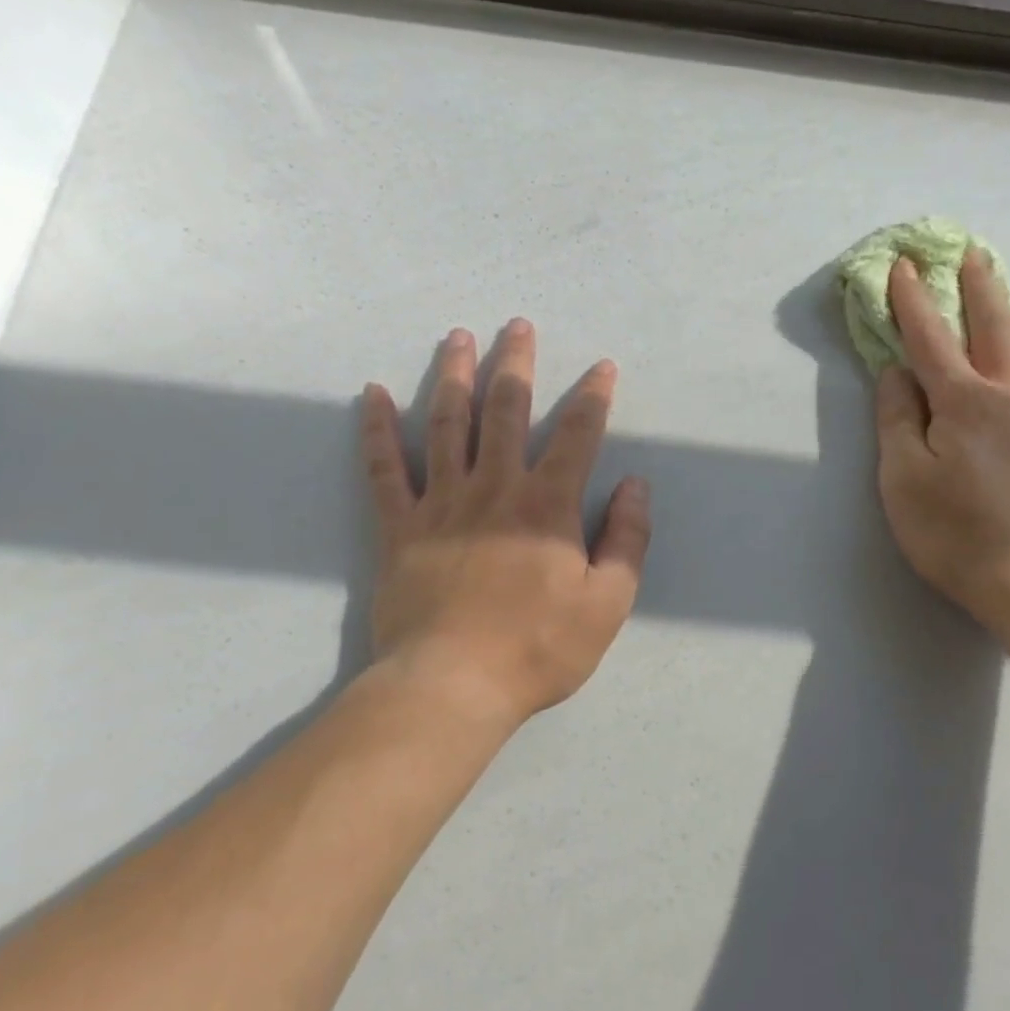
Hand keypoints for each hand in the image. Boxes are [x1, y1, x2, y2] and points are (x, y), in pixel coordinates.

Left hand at [362, 321, 651, 728]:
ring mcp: (441, 504)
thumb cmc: (538, 648)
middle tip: (517, 325)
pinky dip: (378, 431)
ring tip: (458, 337)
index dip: (593, 398)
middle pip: (506, 411)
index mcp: (546, 506)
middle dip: (516, 364)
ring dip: (454, 376)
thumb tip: (635, 485)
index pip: (576, 436)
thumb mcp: (607, 603)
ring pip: (447, 425)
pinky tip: (374, 395)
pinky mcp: (399, 527)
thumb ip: (627, 540)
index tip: (602, 367)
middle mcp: (494, 489)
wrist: (452, 686)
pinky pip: (385, 470)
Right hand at [875, 252, 1009, 629]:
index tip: (904, 266)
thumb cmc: (954, 533)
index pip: (930, 339)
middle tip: (975, 255)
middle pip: (995, 330)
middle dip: (980, 290)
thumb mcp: (902, 479)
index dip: (913, 301)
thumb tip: (896, 372)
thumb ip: (898, 420)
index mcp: (963, 402)